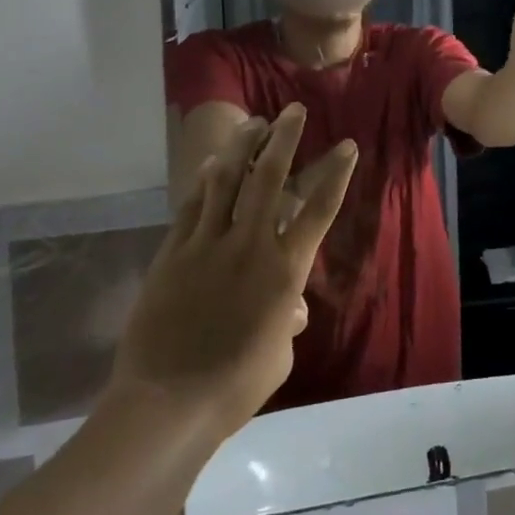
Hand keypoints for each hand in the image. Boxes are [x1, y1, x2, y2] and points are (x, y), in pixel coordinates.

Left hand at [107, 104, 357, 434]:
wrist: (167, 403)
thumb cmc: (235, 384)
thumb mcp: (279, 352)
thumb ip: (288, 319)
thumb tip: (291, 307)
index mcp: (285, 269)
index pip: (319, 209)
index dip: (336, 173)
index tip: (347, 145)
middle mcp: (249, 245)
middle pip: (270, 178)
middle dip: (284, 139)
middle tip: (293, 111)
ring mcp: (207, 245)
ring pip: (226, 182)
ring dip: (242, 148)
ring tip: (252, 123)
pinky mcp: (173, 255)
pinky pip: (191, 207)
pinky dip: (203, 182)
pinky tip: (209, 165)